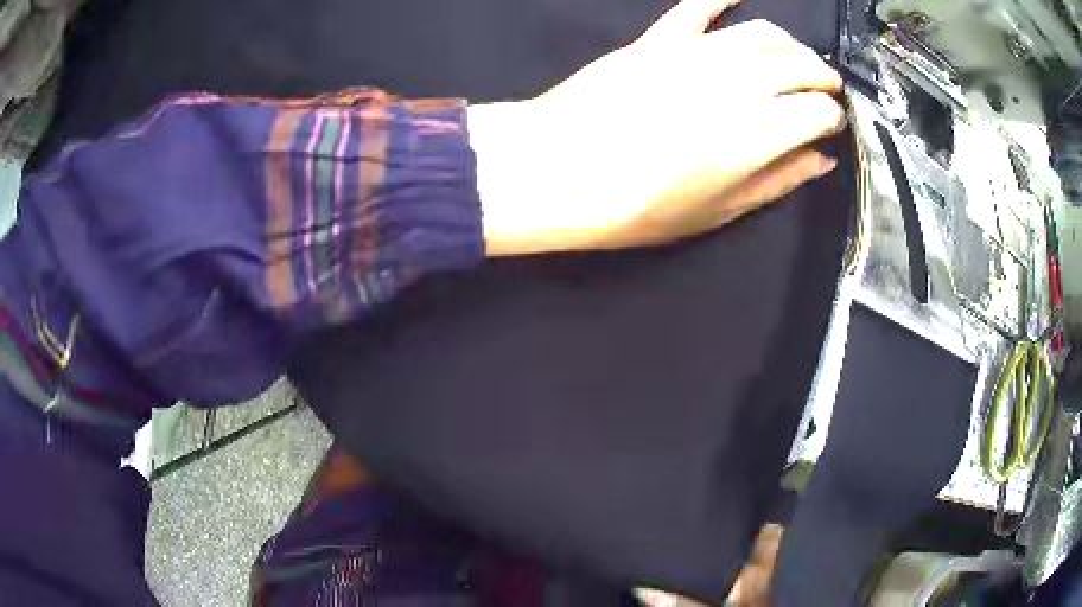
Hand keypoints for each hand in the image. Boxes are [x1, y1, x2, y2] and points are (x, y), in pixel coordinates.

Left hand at [471, 0, 846, 255]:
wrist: (558, 171)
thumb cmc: (638, 205)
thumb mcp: (719, 211)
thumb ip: (778, 180)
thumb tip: (821, 161)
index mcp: (759, 131)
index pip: (819, 110)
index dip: (832, 118)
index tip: (831, 127)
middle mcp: (738, 82)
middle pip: (800, 65)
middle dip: (823, 78)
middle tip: (826, 92)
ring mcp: (696, 53)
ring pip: (763, 33)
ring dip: (790, 45)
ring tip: (797, 59)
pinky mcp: (658, 40)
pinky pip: (698, 6)